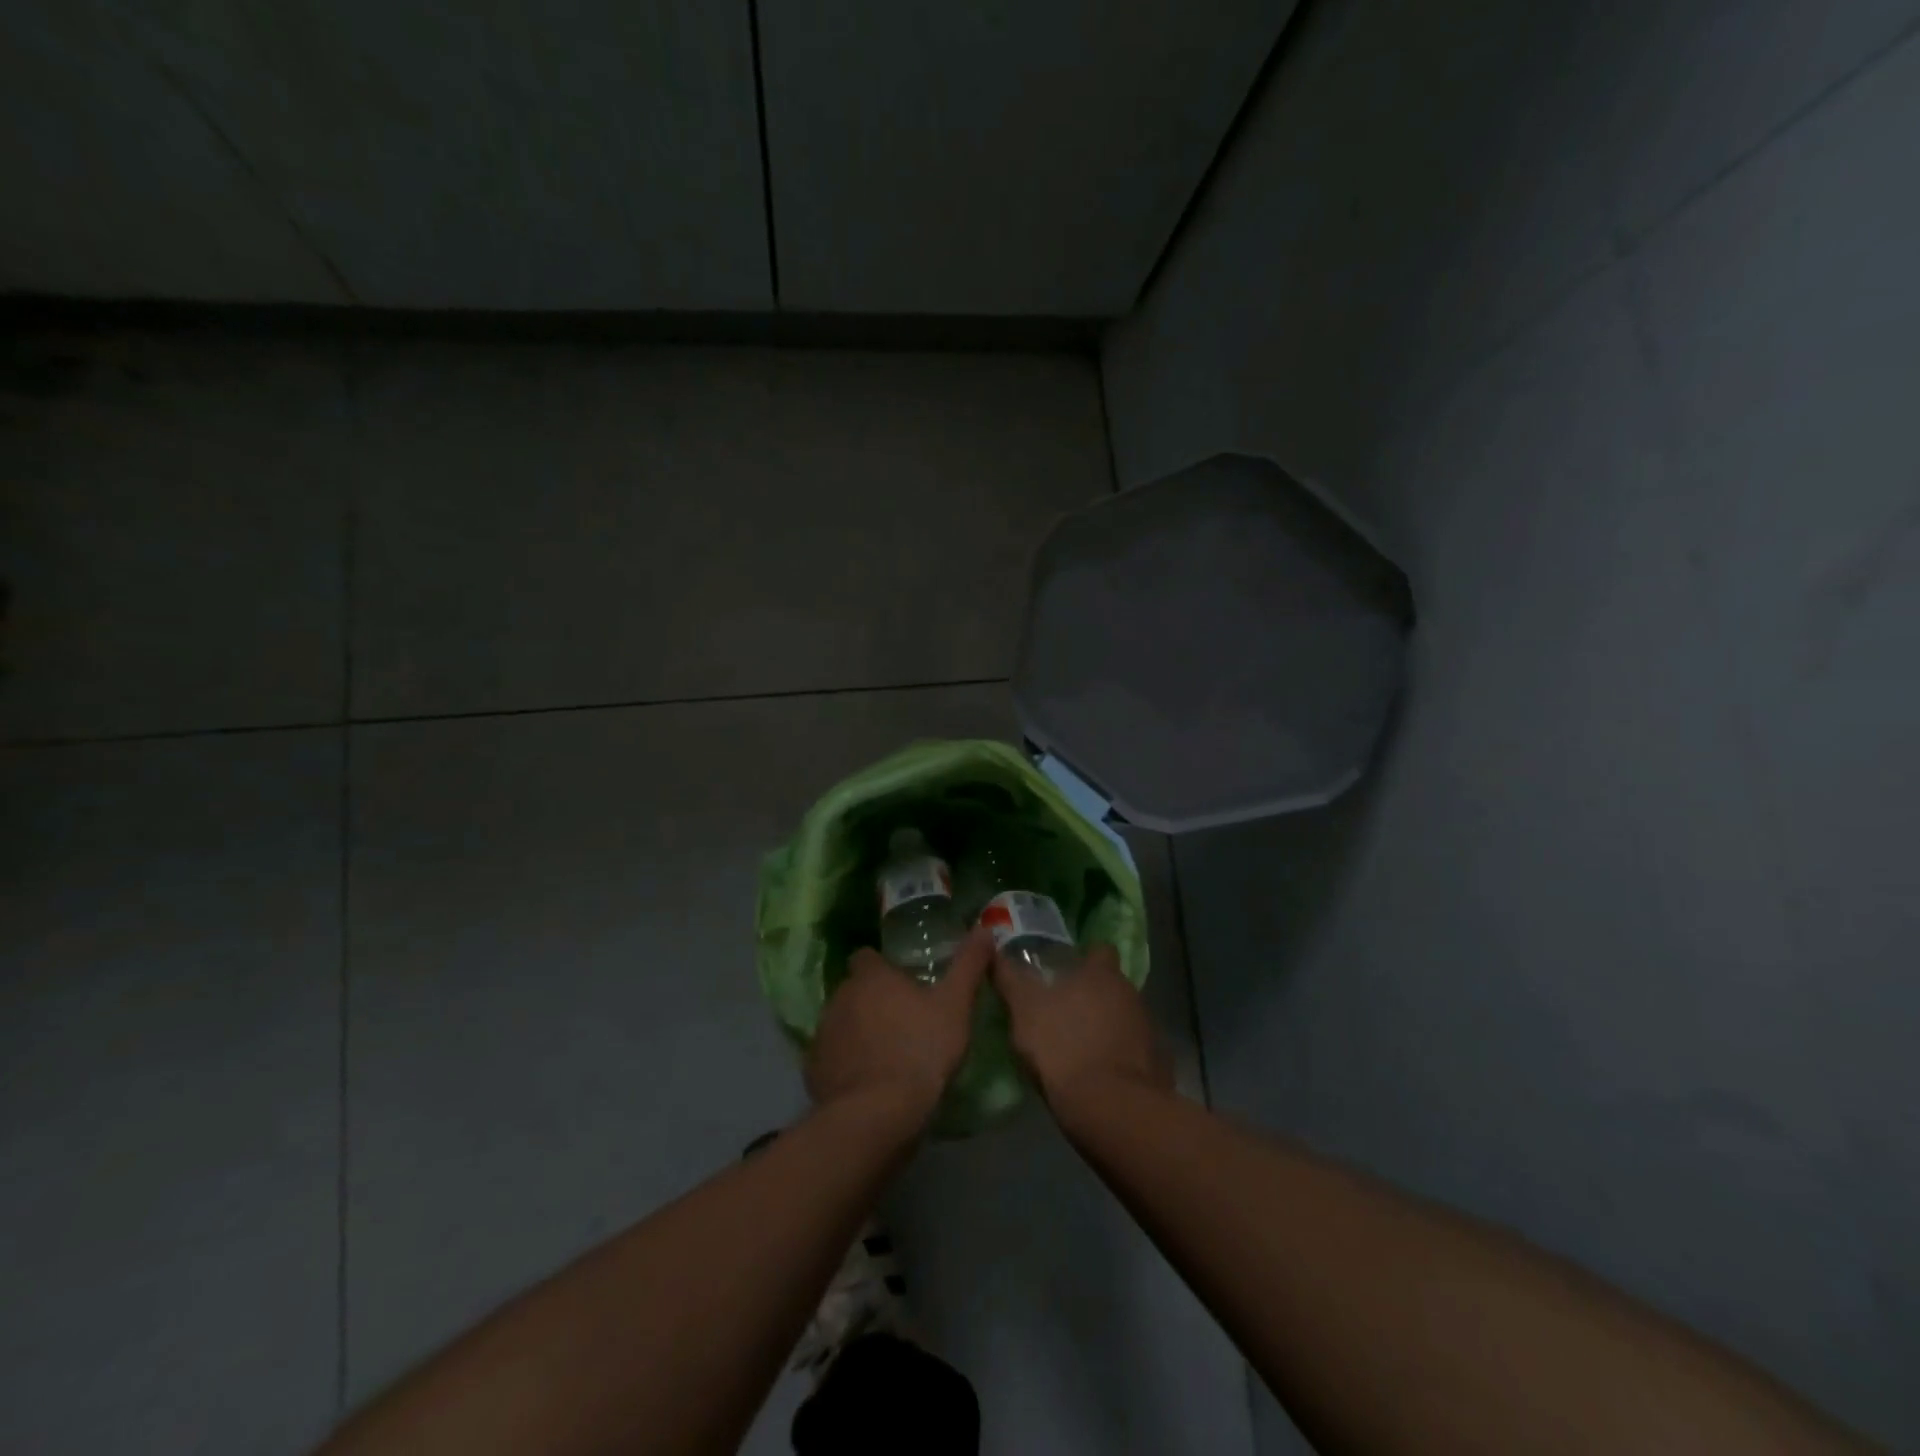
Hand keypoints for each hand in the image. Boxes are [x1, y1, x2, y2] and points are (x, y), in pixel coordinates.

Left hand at [806, 929, 991, 1122]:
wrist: (877, 1114)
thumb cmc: (920, 1050)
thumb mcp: (955, 1005)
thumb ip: (969, 965)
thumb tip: (984, 929)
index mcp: (871, 977)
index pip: (867, 957)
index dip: (882, 967)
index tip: (901, 982)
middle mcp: (840, 996)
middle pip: (854, 989)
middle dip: (872, 999)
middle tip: (902, 1019)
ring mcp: (823, 1033)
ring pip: (841, 1021)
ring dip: (858, 1030)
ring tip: (887, 1052)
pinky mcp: (814, 1068)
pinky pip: (832, 1057)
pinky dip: (846, 1063)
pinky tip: (868, 1080)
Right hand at [991, 943, 1173, 1109]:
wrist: (1112, 1108)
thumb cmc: (1063, 1047)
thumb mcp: (1023, 1010)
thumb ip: (1010, 978)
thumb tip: (995, 951)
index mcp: (1101, 974)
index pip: (1099, 950)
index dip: (1084, 958)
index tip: (1066, 972)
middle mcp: (1131, 993)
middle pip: (1112, 986)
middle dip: (1093, 996)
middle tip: (1064, 1013)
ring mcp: (1149, 1029)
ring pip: (1124, 1018)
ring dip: (1106, 1028)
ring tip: (1079, 1049)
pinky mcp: (1158, 1064)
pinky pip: (1135, 1052)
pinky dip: (1120, 1058)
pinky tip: (1100, 1076)